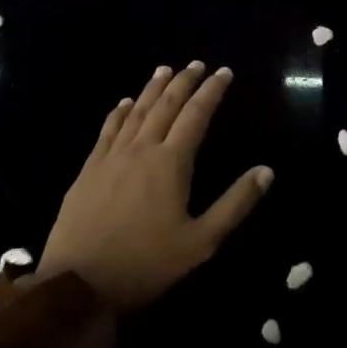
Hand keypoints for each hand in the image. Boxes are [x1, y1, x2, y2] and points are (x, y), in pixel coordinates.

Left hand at [35, 61, 272, 313]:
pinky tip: (123, 103)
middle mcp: (141, 149)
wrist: (79, 284)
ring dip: (152, 89)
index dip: (211, 91)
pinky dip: (119, 112)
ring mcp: (110, 157)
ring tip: (164, 70)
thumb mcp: (201, 241)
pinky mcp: (88, 170)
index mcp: (171, 163)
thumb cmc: (147, 263)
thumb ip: (235, 204)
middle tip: (197, 64)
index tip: (224, 72)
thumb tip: (267, 171)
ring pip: (135, 112)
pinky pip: (107, 130)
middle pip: (165, 105)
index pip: (196, 115)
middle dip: (184, 82)